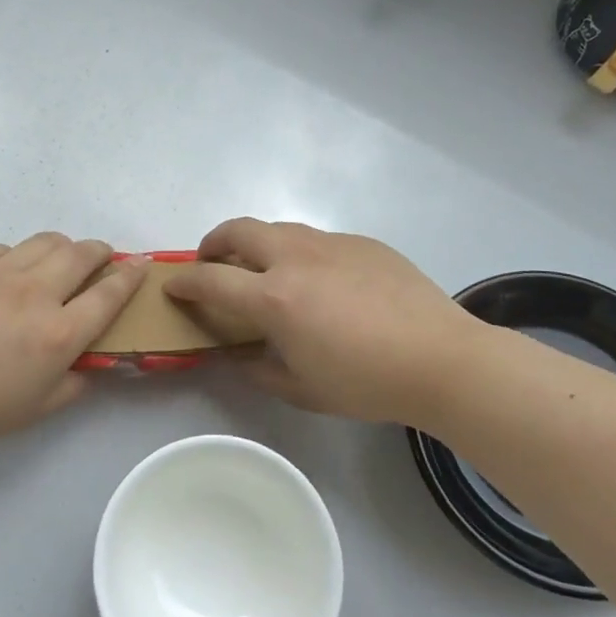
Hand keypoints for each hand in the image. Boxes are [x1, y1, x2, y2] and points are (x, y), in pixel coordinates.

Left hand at [0, 234, 145, 456]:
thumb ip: (74, 383)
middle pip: (82, 253)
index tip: (141, 264)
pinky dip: (18, 257)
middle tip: (101, 260)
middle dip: (101, 252)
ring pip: (46, 241)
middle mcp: (35, 292)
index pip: (109, 294)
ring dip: (63, 248)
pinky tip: (6, 277)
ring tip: (58, 262)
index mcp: (57, 333)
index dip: (131, 276)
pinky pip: (5, 248)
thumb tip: (92, 363)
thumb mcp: (34, 410)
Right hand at [165, 218, 481, 423]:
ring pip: (277, 228)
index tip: (173, 286)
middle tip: (212, 263)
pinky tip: (319, 282)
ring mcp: (331, 244)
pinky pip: (317, 239)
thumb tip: (235, 356)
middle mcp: (295, 258)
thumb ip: (257, 369)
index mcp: (274, 297)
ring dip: (256, 244)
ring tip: (263, 270)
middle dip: (213, 242)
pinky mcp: (362, 242)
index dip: (184, 282)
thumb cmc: (367, 382)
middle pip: (237, 230)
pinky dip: (298, 253)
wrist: (443, 359)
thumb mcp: (302, 389)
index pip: (211, 279)